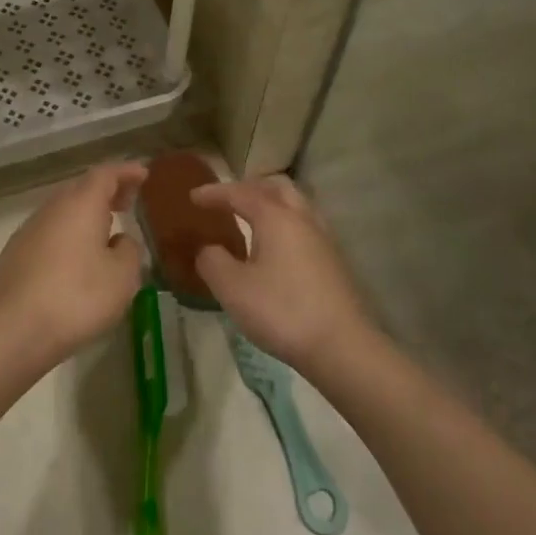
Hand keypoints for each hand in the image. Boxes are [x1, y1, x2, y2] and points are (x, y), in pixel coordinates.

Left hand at [0, 163, 146, 367]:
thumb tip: (120, 240)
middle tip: (127, 201)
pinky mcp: (14, 254)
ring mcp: (28, 230)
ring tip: (104, 230)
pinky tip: (74, 258)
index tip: (143, 174)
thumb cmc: (78, 296)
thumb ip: (128, 251)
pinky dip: (67, 235)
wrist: (15, 328)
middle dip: (106, 192)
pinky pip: (48, 233)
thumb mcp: (122, 277)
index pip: (106, 174)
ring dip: (85, 214)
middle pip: (81, 189)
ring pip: (62, 211)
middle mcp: (52, 208)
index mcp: (81, 204)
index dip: (126, 172)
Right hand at [192, 176, 373, 374]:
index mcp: (275, 217)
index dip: (214, 193)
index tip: (192, 197)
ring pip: (296, 204)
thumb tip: (208, 249)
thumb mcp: (232, 289)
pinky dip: (285, 224)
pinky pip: (304, 226)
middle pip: (276, 187)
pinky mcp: (334, 261)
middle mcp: (302, 218)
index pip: (240, 193)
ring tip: (251, 220)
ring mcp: (323, 239)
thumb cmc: (282, 311)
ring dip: (271, 203)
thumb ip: (212, 261)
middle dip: (249, 188)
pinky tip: (276, 248)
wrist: (342, 347)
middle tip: (228, 200)